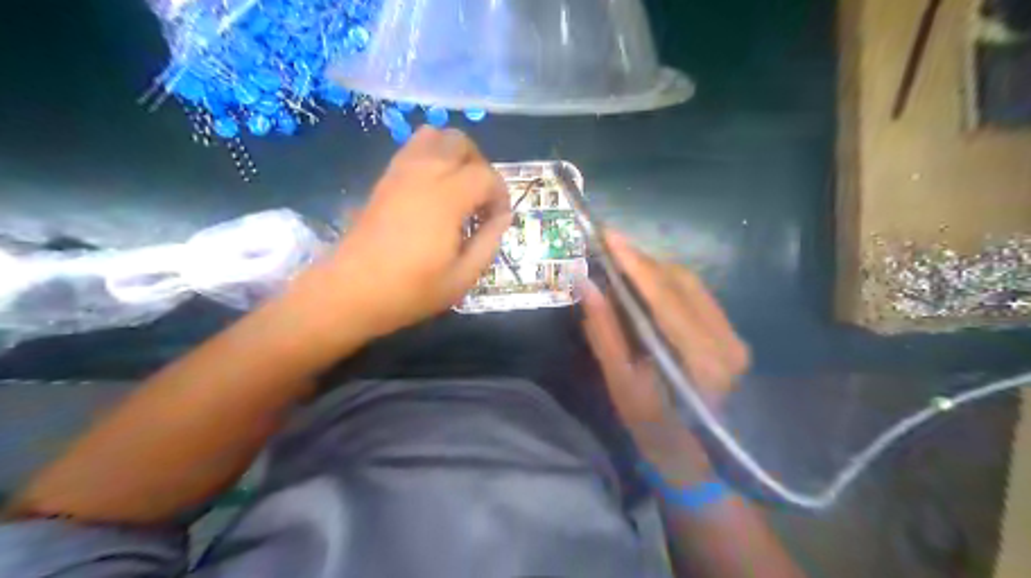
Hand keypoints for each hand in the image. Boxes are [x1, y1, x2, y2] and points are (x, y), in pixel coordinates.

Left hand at [324, 125, 507, 333]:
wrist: (350, 292)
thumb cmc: (410, 290)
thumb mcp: (462, 277)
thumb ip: (489, 242)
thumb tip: (502, 217)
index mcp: (447, 198)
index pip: (486, 176)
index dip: (501, 195)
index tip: (498, 220)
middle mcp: (423, 173)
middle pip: (460, 142)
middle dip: (480, 165)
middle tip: (481, 199)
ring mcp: (399, 172)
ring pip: (433, 135)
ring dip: (454, 155)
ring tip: (458, 188)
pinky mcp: (384, 179)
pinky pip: (412, 149)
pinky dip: (431, 157)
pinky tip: (433, 190)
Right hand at [578, 233, 749, 479]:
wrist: (695, 457)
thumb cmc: (652, 428)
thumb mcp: (621, 384)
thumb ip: (605, 332)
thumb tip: (585, 284)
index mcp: (702, 360)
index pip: (665, 296)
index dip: (635, 262)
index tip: (607, 234)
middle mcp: (727, 341)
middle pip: (680, 282)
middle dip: (641, 261)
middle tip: (607, 247)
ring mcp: (734, 336)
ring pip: (689, 284)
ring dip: (652, 269)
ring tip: (619, 262)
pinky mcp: (730, 334)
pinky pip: (695, 294)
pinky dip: (666, 282)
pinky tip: (643, 282)